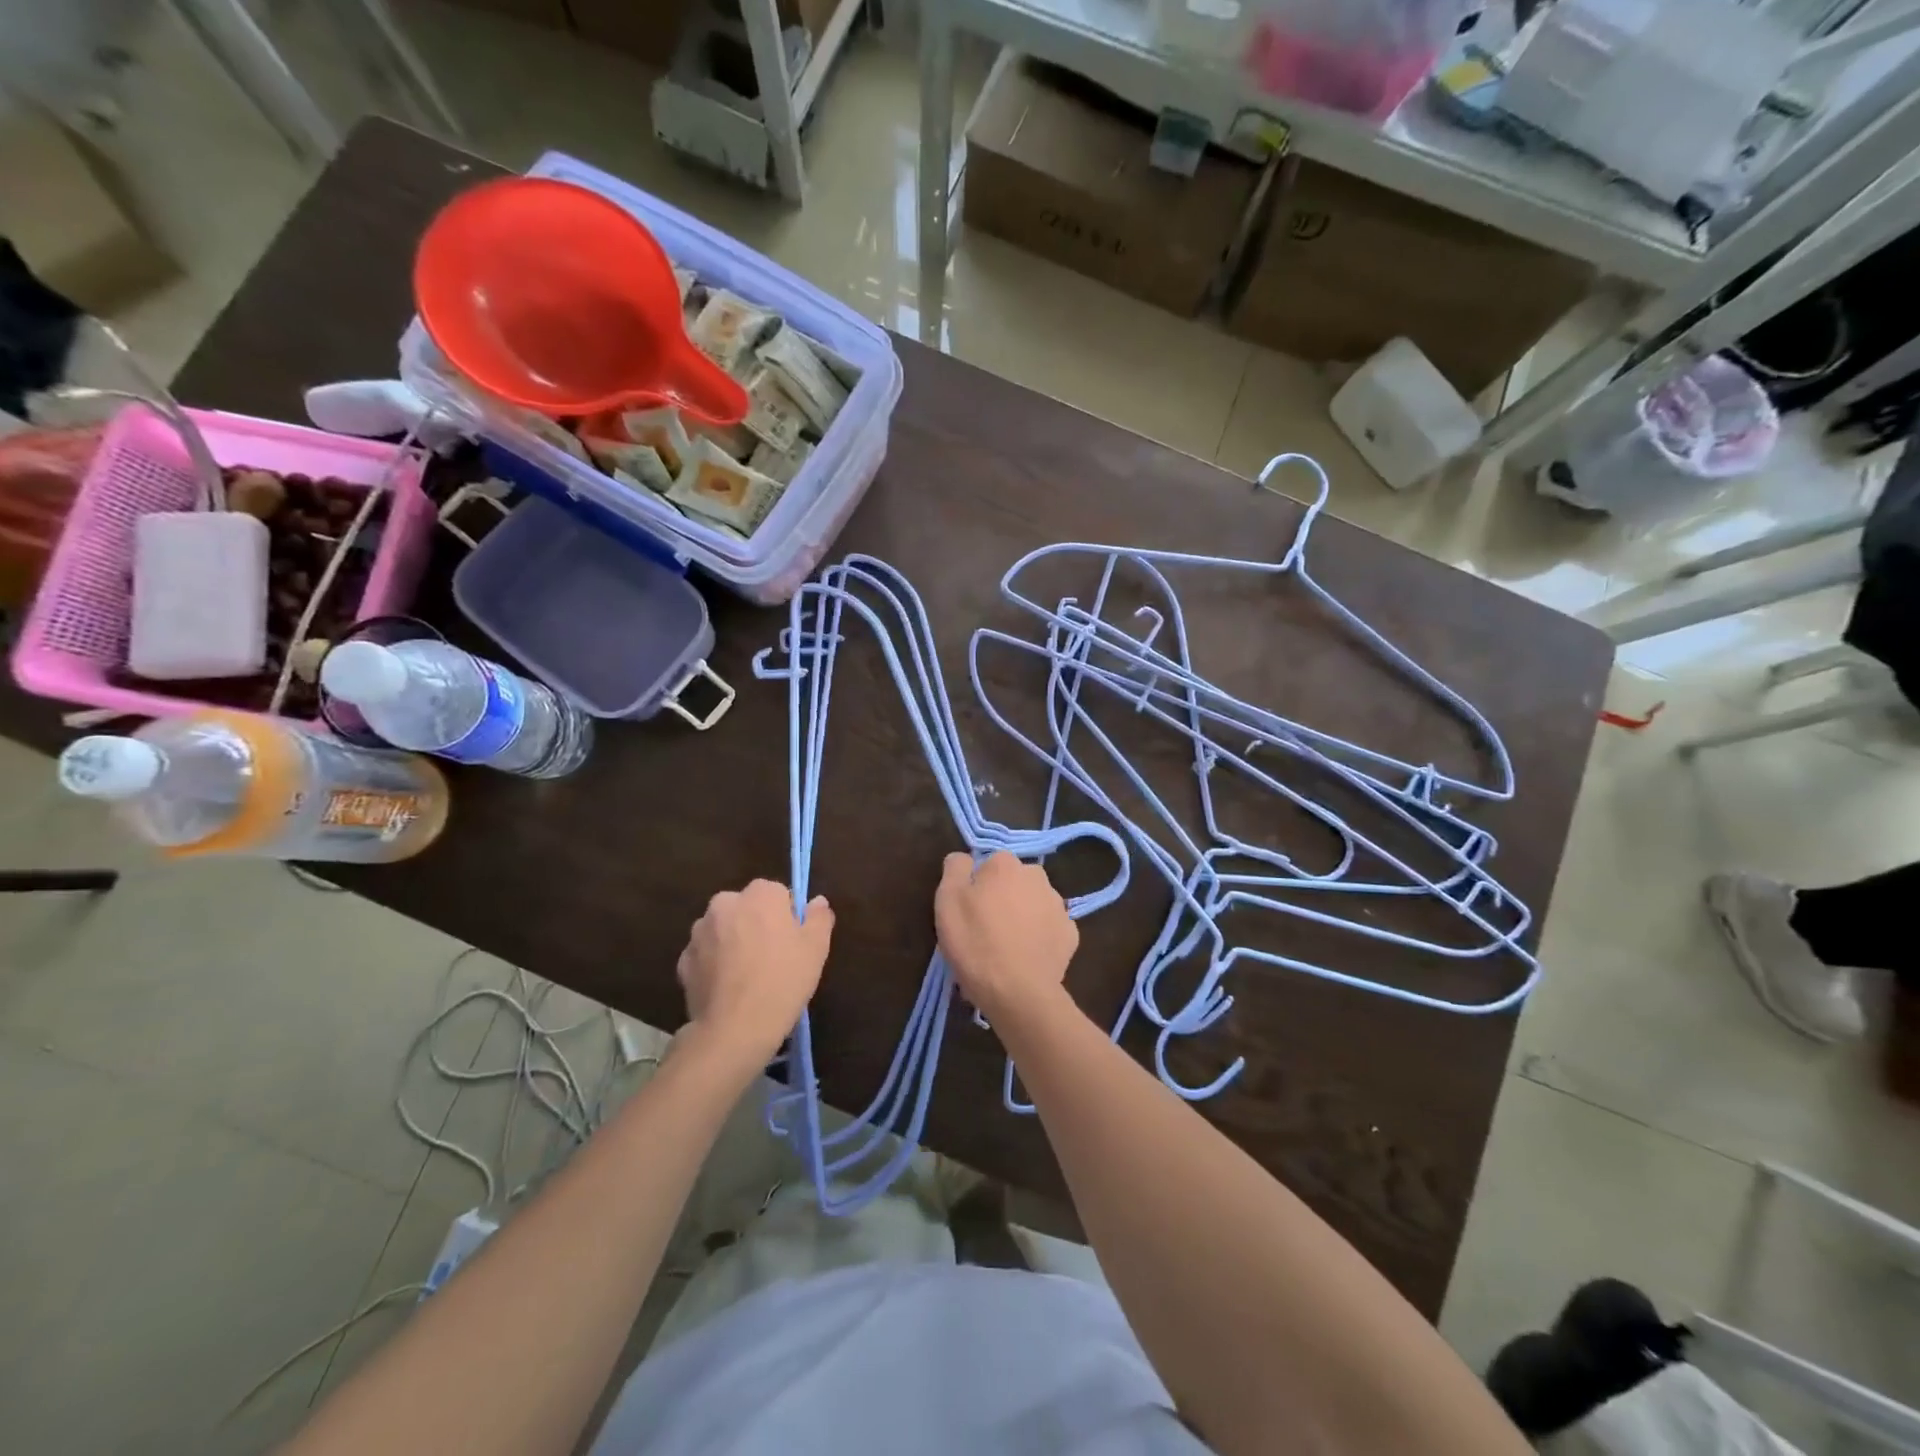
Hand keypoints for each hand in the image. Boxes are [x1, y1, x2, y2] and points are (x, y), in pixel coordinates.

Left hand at [677, 880, 832, 1070]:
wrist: (735, 1029)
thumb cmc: (783, 980)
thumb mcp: (816, 948)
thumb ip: (819, 917)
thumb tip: (817, 901)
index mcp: (760, 894)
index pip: (777, 893)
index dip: (786, 916)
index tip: (792, 941)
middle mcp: (725, 903)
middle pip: (746, 908)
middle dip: (756, 925)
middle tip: (772, 958)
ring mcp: (699, 932)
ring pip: (723, 930)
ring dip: (732, 943)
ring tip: (747, 976)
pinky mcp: (683, 960)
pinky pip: (705, 955)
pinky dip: (714, 965)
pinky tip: (727, 989)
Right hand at [934, 851, 1077, 1025]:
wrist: (1017, 991)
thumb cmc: (975, 942)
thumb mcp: (947, 900)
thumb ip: (955, 868)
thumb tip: (964, 859)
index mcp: (1005, 864)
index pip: (988, 864)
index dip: (977, 886)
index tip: (969, 911)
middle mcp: (1036, 876)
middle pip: (1014, 882)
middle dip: (1003, 897)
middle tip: (986, 929)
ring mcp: (1058, 906)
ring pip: (1034, 903)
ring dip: (1023, 916)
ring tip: (1007, 947)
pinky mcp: (1070, 934)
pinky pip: (1050, 928)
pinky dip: (1040, 937)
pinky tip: (1027, 956)